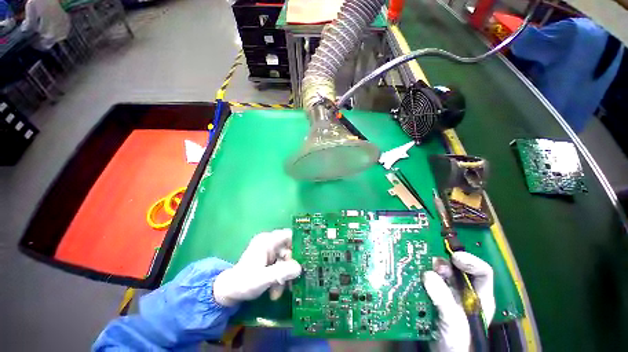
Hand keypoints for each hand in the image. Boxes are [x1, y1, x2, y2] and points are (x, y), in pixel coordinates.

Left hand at [213, 228, 301, 306]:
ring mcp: (270, 252)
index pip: (289, 235)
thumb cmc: (243, 283)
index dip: (300, 243)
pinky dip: (281, 278)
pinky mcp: (270, 260)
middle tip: (293, 280)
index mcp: (267, 241)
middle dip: (291, 266)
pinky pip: (282, 266)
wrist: (229, 293)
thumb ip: (281, 272)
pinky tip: (276, 291)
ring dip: (286, 276)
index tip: (308, 256)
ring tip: (279, 291)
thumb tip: (299, 268)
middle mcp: (270, 243)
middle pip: (290, 249)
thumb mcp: (262, 279)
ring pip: (287, 260)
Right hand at [423, 252, 495, 351]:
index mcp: (479, 297)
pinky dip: (421, 276)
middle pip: (456, 269)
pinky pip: (428, 281)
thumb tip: (428, 275)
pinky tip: (415, 277)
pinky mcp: (435, 296)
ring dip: (431, 269)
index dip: (470, 261)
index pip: (482, 272)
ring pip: (440, 273)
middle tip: (432, 265)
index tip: (454, 258)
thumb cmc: (458, 343)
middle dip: (444, 265)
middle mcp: (464, 291)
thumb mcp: (454, 322)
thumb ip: (444, 300)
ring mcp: (449, 293)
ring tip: (422, 270)